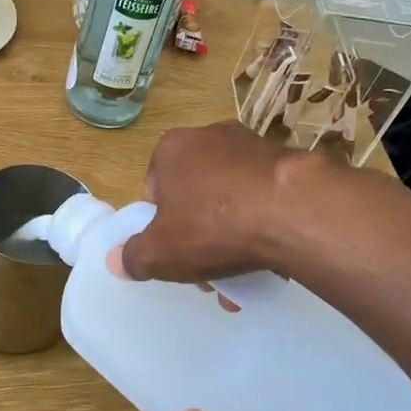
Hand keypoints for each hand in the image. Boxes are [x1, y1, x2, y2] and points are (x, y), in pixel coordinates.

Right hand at [120, 122, 301, 284]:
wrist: (293, 211)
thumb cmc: (213, 225)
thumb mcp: (160, 253)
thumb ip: (133, 257)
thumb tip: (116, 261)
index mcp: (172, 149)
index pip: (155, 188)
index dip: (161, 225)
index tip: (175, 252)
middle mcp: (210, 137)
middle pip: (195, 195)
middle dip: (198, 235)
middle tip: (208, 272)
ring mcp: (253, 146)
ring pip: (231, 199)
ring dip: (231, 236)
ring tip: (243, 274)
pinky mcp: (289, 162)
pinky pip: (264, 199)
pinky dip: (263, 225)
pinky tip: (270, 258)